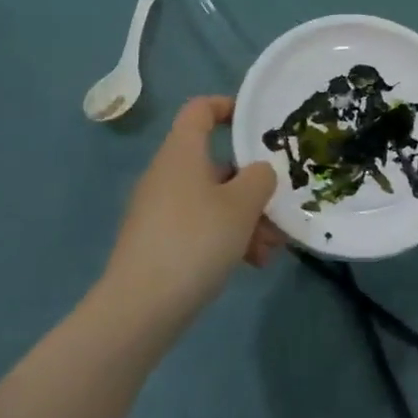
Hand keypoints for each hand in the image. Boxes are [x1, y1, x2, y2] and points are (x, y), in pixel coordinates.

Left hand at [98, 97, 279, 337]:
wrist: (138, 310)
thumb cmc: (195, 241)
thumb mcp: (242, 205)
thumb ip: (260, 178)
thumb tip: (258, 172)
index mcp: (182, 153)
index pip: (200, 109)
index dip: (229, 107)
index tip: (257, 123)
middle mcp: (167, 175)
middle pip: (216, 162)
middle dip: (252, 184)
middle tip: (279, 206)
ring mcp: (160, 211)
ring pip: (213, 200)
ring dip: (246, 217)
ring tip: (271, 248)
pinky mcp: (158, 243)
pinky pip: (200, 227)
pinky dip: (227, 237)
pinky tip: (252, 264)